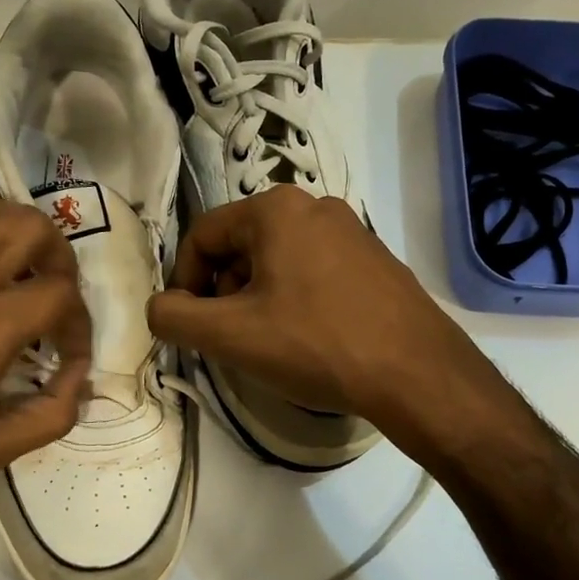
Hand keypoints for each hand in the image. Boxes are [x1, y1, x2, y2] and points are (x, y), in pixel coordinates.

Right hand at [146, 187, 495, 443]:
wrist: (417, 373)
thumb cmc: (315, 344)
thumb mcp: (230, 336)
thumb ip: (175, 317)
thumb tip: (161, 307)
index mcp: (275, 208)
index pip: (202, 236)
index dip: (184, 283)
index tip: (192, 327)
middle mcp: (316, 206)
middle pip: (241, 247)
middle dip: (225, 294)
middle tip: (234, 340)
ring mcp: (353, 232)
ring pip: (279, 262)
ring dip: (259, 301)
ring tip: (273, 345)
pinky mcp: (377, 262)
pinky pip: (315, 274)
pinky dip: (296, 303)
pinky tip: (311, 341)